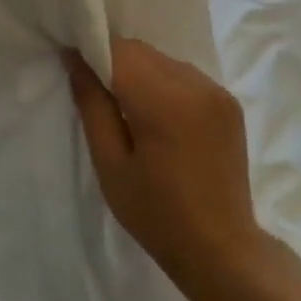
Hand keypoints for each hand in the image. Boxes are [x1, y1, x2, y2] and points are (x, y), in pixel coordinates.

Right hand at [66, 38, 269, 300]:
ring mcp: (217, 91)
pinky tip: (158, 115)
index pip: (118, 51)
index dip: (91, 52)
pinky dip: (163, 83)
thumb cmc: (156, 214)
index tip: (72, 67)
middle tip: (96, 94)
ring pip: (162, 60)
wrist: (221, 249)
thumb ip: (92, 105)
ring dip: (139, 72)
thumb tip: (74, 59)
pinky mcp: (228, 102)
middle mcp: (195, 85)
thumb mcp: (110, 164)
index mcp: (164, 102)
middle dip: (113, 62)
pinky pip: (184, 75)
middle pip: (141, 52)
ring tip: (127, 109)